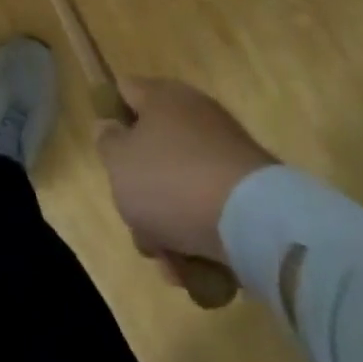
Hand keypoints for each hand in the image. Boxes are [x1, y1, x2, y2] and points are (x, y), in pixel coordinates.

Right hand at [95, 78, 277, 266]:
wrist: (254, 221)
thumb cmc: (171, 181)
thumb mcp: (119, 162)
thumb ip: (107, 142)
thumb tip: (113, 129)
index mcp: (163, 97)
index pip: (125, 91)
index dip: (110, 117)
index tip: (108, 155)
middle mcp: (195, 115)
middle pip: (152, 150)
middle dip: (141, 193)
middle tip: (138, 223)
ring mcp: (225, 152)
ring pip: (180, 187)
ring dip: (168, 227)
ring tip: (171, 262)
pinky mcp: (249, 189)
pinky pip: (210, 209)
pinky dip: (200, 237)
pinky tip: (196, 269)